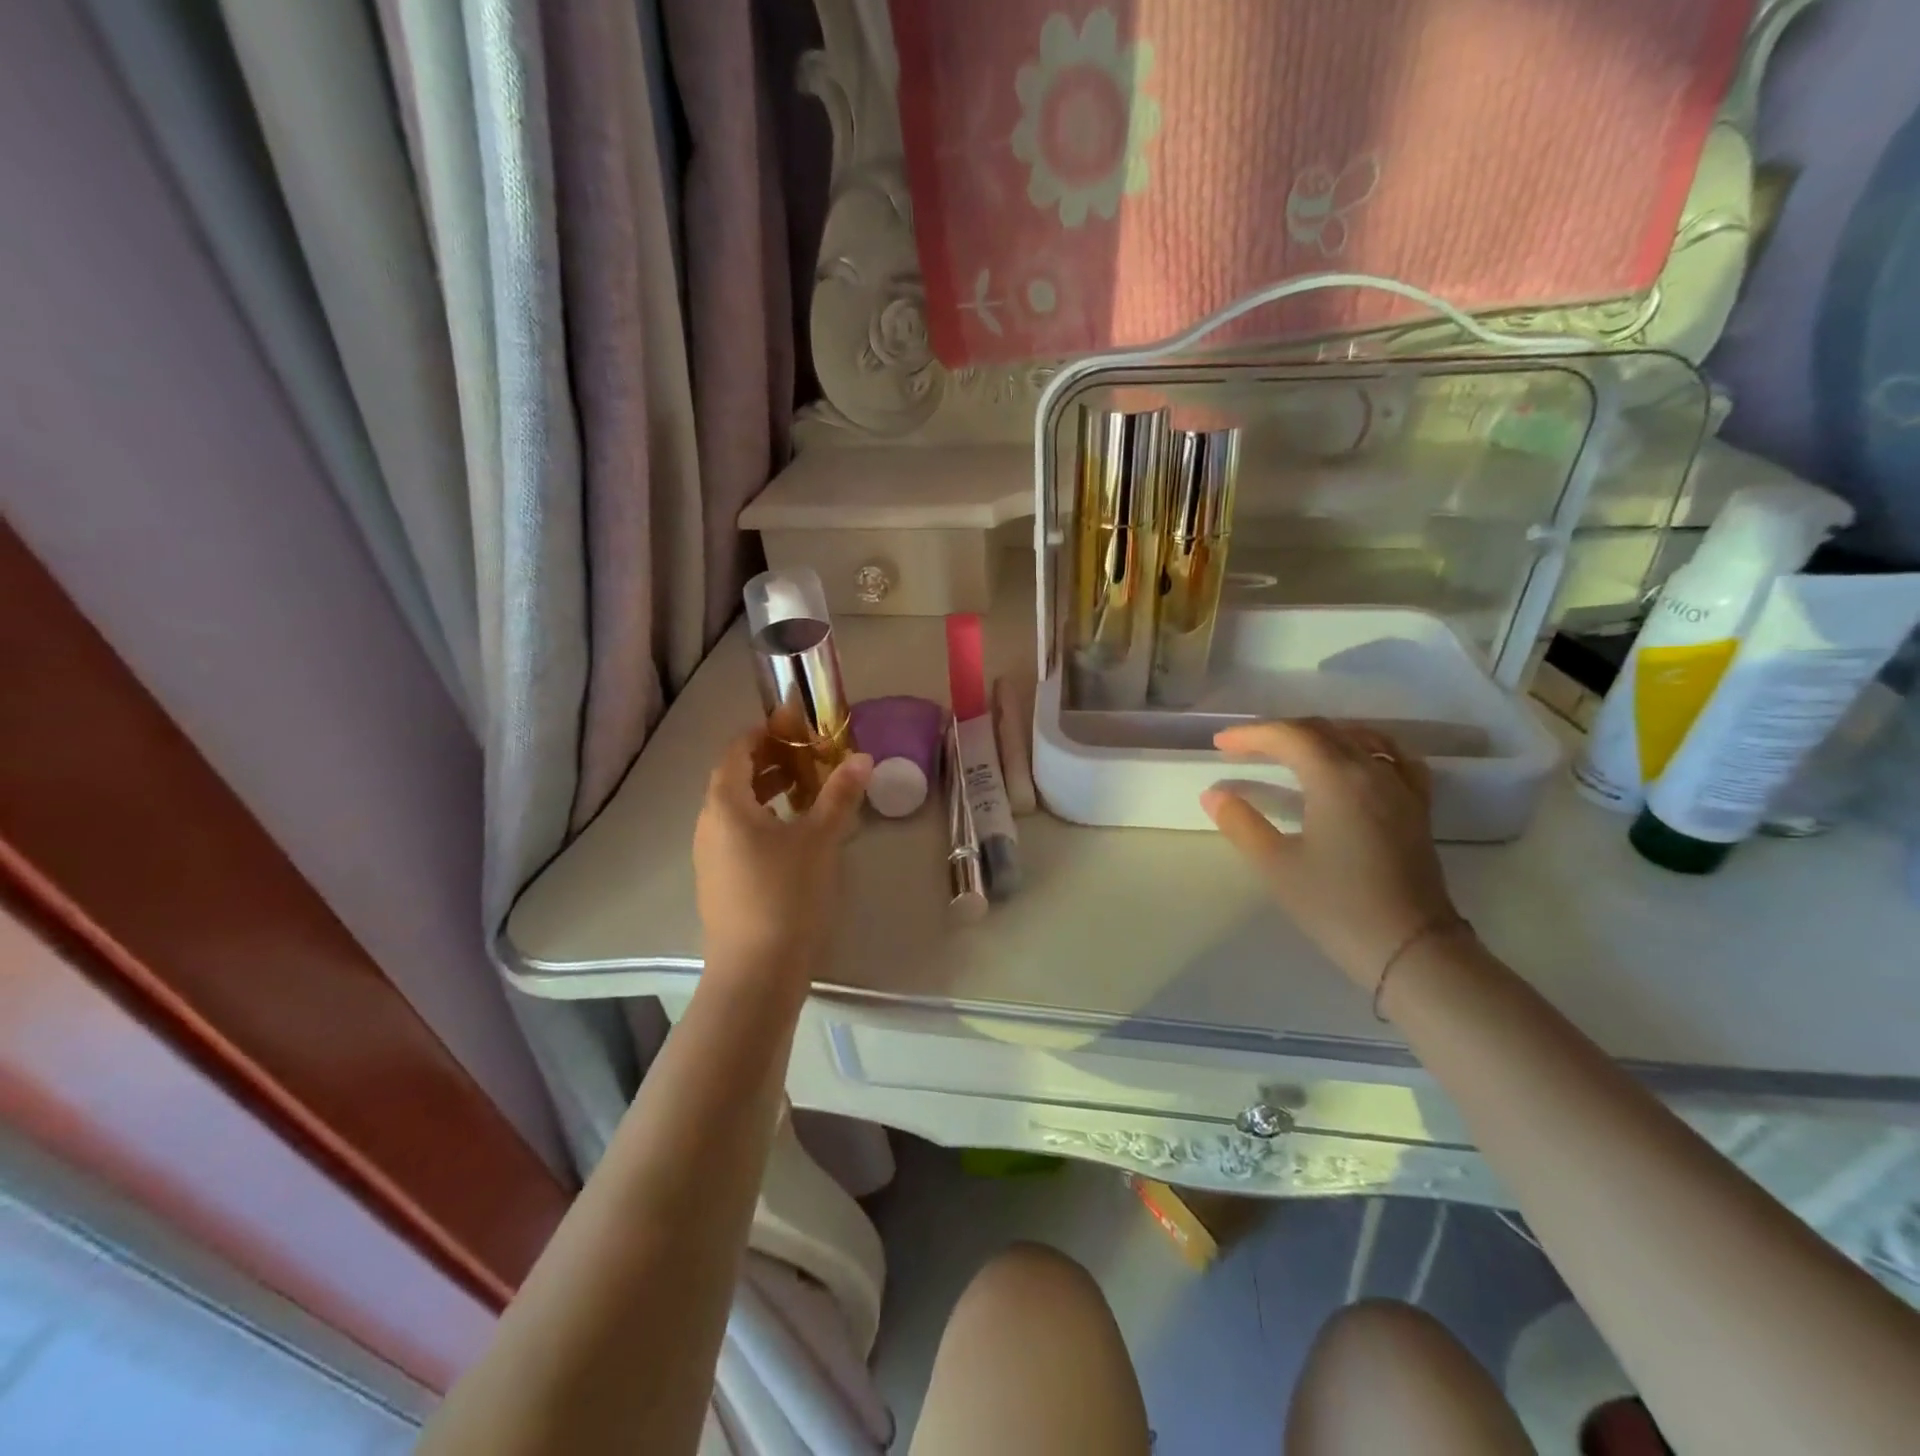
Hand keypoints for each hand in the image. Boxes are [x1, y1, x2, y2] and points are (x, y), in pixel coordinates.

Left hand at [693, 729, 872, 987]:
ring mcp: (710, 856)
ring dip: (769, 792)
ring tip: (808, 792)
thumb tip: (862, 757)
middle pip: (735, 778)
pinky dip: (764, 820)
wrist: (756, 971)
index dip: (765, 732)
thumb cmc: (786, 894)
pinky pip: (738, 835)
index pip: (737, 751)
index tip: (797, 726)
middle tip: (811, 756)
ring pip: (737, 809)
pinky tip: (794, 836)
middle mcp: (709, 824)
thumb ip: (839, 794)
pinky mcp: (719, 882)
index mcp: (725, 804)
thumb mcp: (820, 839)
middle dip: (772, 761)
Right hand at [1201, 719, 1458, 989]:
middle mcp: (1372, 770)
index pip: (1290, 736)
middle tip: (1244, 747)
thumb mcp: (1276, 865)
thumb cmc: (1336, 905)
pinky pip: (1393, 756)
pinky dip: (1365, 746)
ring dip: (1318, 735)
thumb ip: (1241, 823)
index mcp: (1336, 778)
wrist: (1410, 948)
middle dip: (1279, 732)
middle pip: (1322, 730)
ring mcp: (1401, 787)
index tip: (1220, 743)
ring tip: (1290, 748)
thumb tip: (1214, 795)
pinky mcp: (1417, 807)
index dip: (1251, 734)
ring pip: (1357, 737)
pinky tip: (1355, 758)